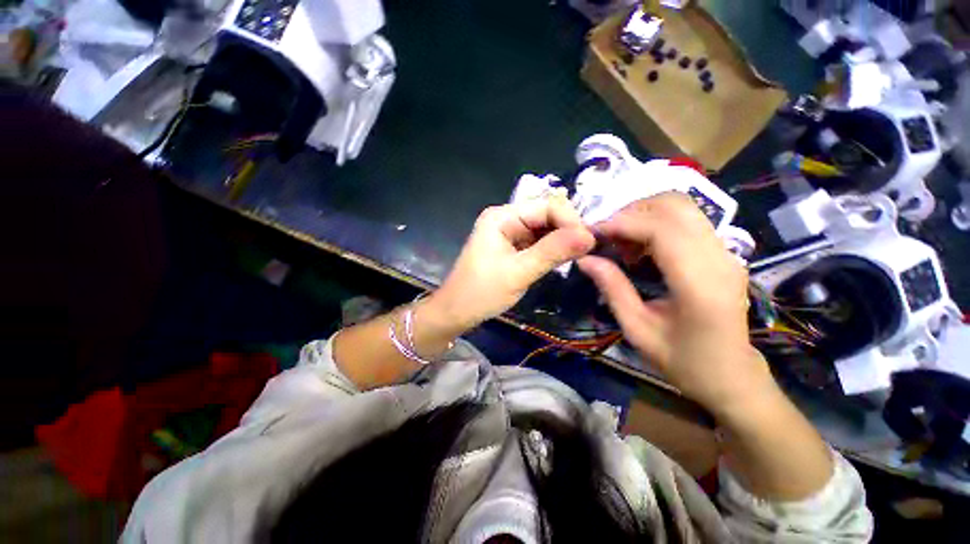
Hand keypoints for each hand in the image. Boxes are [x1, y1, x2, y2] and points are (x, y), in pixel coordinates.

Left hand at [428, 197, 595, 334]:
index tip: (589, 244)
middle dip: (567, 230)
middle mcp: (506, 218)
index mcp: (502, 216)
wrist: (457, 312)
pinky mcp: (512, 246)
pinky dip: (552, 249)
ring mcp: (509, 232)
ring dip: (562, 241)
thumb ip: (552, 252)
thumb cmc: (481, 292)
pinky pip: (538, 242)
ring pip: (544, 229)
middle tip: (586, 252)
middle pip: (546, 215)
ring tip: (578, 256)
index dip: (570, 221)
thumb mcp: (518, 272)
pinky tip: (563, 259)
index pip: (547, 206)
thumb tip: (589, 236)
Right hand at [577, 194, 774, 417]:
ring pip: (683, 207)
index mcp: (700, 284)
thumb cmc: (682, 360)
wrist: (731, 376)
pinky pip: (686, 221)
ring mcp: (726, 253)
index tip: (594, 233)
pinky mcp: (723, 253)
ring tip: (622, 242)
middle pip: (676, 205)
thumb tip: (584, 259)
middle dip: (633, 211)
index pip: (662, 229)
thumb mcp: (637, 329)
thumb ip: (612, 289)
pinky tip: (640, 247)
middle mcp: (719, 259)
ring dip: (644, 215)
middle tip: (607, 235)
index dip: (623, 223)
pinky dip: (656, 223)